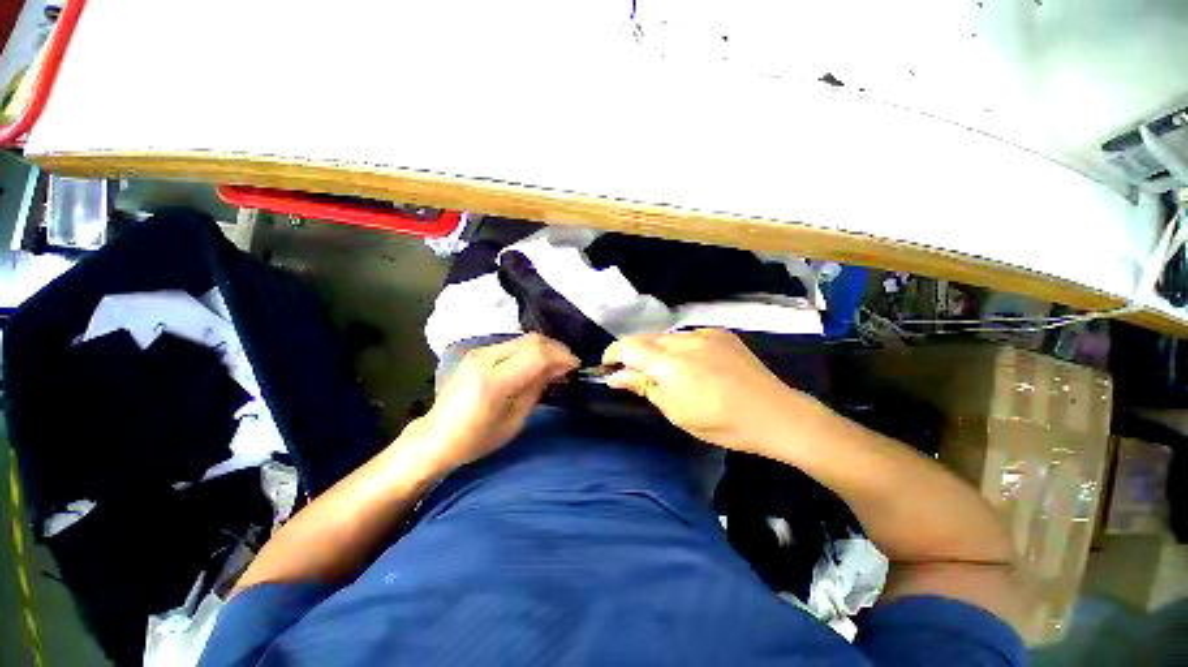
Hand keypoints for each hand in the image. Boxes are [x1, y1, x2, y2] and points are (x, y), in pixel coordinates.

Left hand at [406, 334, 578, 473]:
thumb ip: (536, 389)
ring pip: (525, 338)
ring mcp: (480, 352)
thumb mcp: (514, 421)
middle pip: (532, 340)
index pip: (537, 355)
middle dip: (557, 349)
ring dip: (546, 348)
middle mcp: (485, 359)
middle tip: (569, 364)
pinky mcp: (479, 352)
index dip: (562, 357)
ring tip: (557, 364)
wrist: (436, 436)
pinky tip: (538, 363)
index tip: (576, 366)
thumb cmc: (476, 439)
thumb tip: (558, 370)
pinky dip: (532, 350)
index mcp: (494, 382)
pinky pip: (514, 344)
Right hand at [602, 329, 812, 452]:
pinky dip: (677, 348)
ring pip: (665, 336)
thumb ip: (644, 387)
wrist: (776, 414)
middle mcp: (685, 340)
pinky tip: (689, 365)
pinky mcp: (720, 333)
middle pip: (645, 338)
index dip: (613, 353)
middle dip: (634, 353)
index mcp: (671, 364)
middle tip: (635, 374)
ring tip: (664, 372)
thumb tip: (615, 375)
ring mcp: (704, 333)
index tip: (608, 366)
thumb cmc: (723, 423)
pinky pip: (686, 336)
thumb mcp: (677, 412)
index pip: (629, 346)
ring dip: (656, 351)